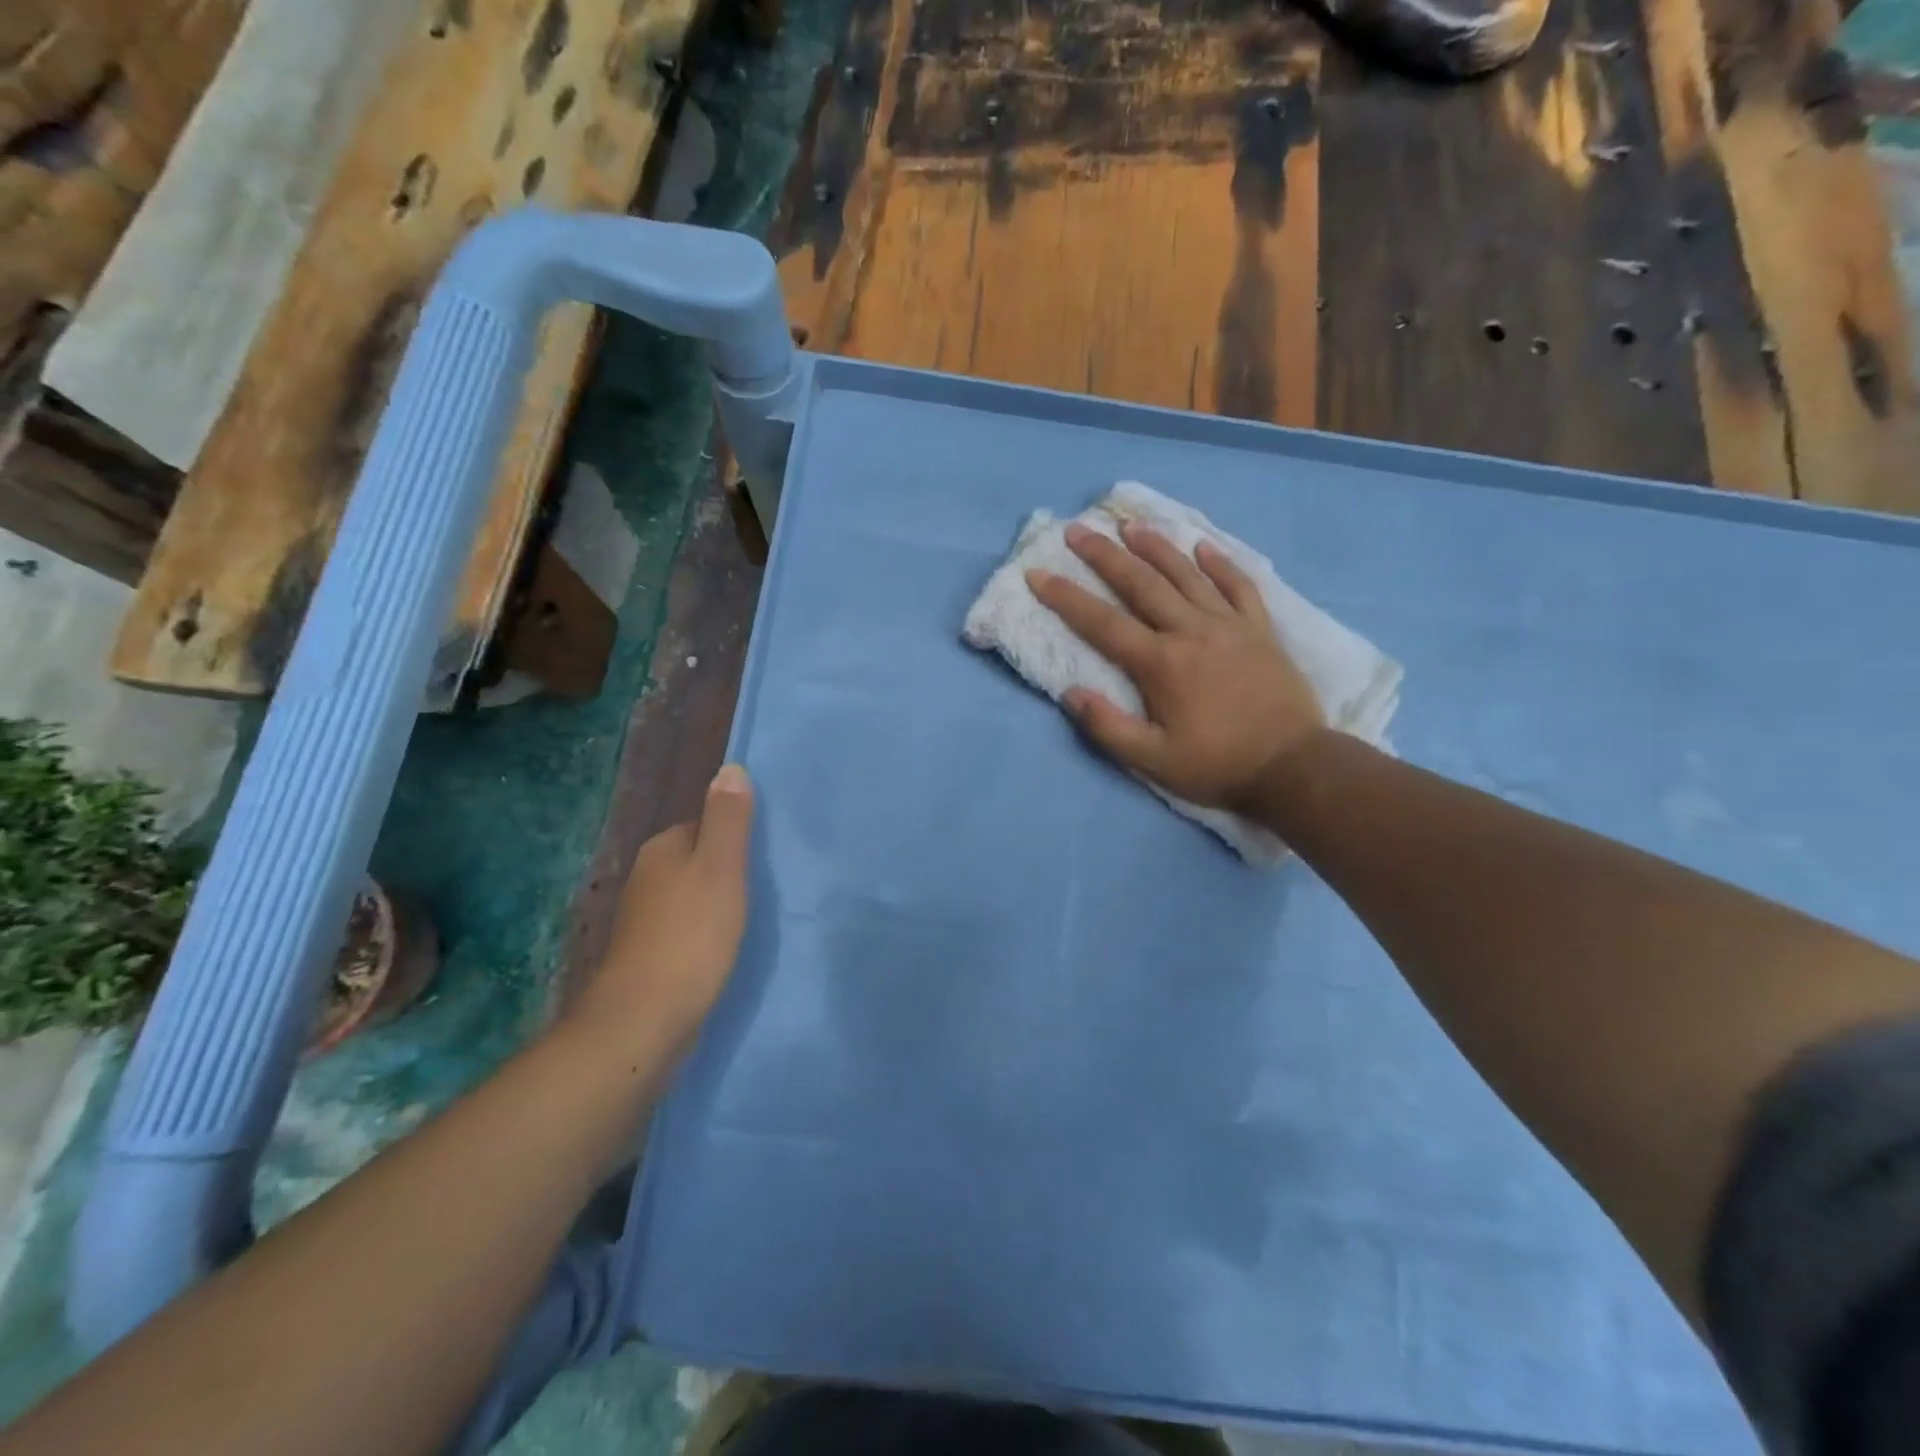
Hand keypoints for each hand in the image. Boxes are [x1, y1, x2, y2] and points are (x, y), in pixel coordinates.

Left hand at [566, 765, 754, 1058]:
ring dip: (721, 901)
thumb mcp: (721, 869)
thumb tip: (731, 768)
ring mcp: (646, 918)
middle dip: (730, 868)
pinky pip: (689, 926)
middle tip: (770, 885)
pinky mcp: (651, 953)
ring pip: (694, 894)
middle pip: (699, 858)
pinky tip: (728, 947)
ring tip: (756, 916)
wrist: (645, 1020)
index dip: (739, 834)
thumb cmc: (691, 936)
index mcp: (662, 848)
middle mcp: (648, 876)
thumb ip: (728, 820)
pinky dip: (708, 931)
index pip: (706, 822)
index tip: (769, 853)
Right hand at [1028, 521, 1326, 810]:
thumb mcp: (1153, 761)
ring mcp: (1230, 625)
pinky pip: (1239, 586)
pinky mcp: (1260, 630)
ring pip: (1187, 575)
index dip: (1066, 598)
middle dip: (1105, 555)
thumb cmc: (1217, 766)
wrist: (1293, 766)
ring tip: (1131, 525)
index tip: (1038, 573)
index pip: (1102, 623)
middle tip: (1078, 530)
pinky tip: (1203, 547)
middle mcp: (1191, 631)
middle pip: (1141, 583)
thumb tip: (1071, 693)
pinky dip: (1220, 564)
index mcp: (1161, 663)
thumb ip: (1108, 728)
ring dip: (1156, 547)